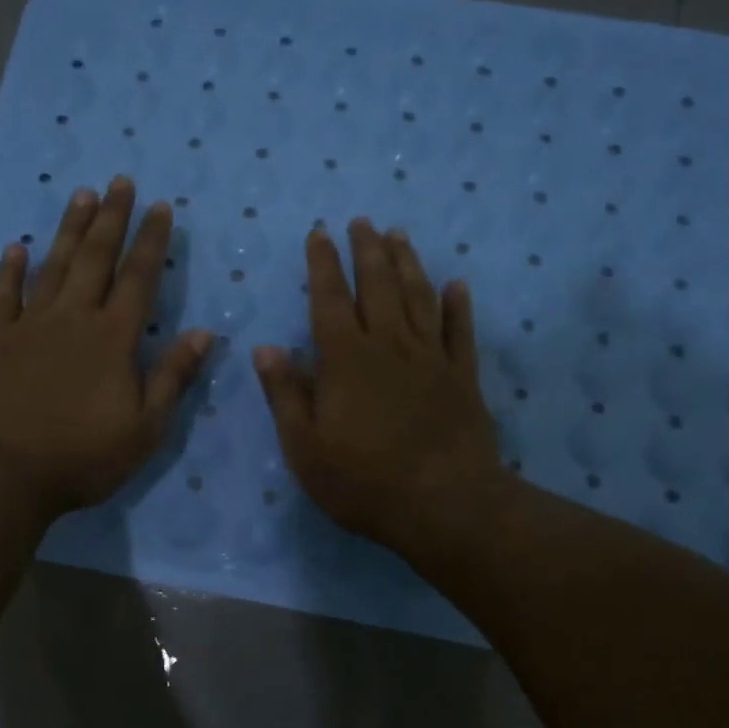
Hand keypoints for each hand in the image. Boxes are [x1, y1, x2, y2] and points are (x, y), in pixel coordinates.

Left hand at [0, 177, 211, 521]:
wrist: (0, 474)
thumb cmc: (81, 457)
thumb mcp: (145, 428)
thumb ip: (172, 377)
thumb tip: (204, 333)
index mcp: (113, 339)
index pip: (139, 278)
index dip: (152, 241)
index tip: (161, 207)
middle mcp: (72, 319)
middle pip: (95, 258)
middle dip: (111, 218)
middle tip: (119, 181)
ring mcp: (28, 326)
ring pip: (52, 266)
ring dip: (68, 229)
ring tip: (81, 195)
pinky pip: (2, 296)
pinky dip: (9, 270)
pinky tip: (14, 247)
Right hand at [254, 219, 504, 560]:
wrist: (445, 506)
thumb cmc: (364, 482)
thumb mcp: (305, 448)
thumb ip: (285, 395)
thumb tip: (266, 348)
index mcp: (346, 360)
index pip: (329, 300)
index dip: (323, 264)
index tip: (320, 233)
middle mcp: (389, 347)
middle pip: (378, 286)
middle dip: (367, 250)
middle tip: (363, 221)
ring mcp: (431, 359)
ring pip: (418, 298)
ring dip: (408, 264)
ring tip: (399, 236)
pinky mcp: (463, 378)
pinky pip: (461, 332)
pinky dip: (459, 306)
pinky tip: (457, 286)